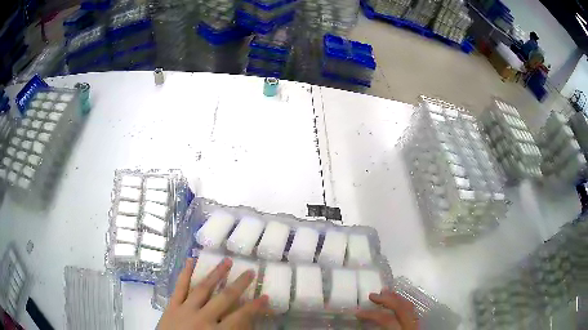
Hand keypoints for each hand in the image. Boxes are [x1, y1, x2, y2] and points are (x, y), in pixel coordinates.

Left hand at [158, 257, 268, 329]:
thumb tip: (248, 323)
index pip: (241, 316)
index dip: (255, 307)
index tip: (265, 297)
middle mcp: (203, 318)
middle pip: (224, 298)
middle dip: (239, 284)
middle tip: (250, 271)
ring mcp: (185, 309)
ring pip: (203, 288)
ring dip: (216, 274)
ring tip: (227, 261)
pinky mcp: (172, 306)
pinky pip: (179, 287)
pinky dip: (185, 273)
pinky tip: (190, 260)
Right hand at [356, 288, 418, 329]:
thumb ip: (376, 328)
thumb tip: (362, 317)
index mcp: (401, 329)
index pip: (385, 318)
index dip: (370, 314)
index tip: (357, 312)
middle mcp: (411, 324)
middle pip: (401, 306)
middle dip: (387, 298)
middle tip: (372, 295)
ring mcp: (417, 323)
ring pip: (409, 306)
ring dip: (396, 298)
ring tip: (385, 293)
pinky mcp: (418, 324)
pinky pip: (412, 310)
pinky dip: (403, 304)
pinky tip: (397, 303)